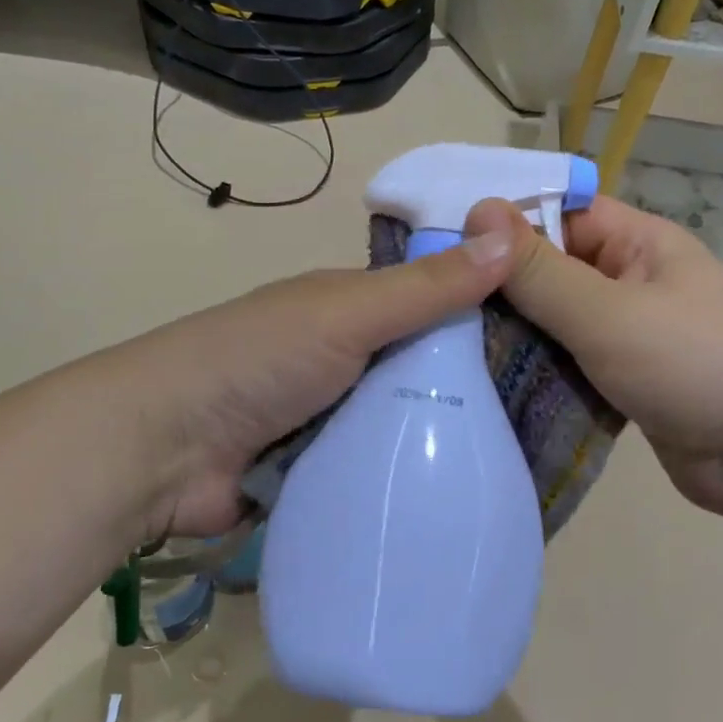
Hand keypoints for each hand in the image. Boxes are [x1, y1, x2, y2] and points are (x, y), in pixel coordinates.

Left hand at [113, 230, 515, 539]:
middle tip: (558, 410)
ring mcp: (336, 415)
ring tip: (529, 459)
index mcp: (353, 307)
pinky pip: (383, 467)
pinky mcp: (326, 470)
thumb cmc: (258, 360)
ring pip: (409, 420)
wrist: (164, 452)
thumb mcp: (349, 313)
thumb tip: (511, 231)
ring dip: (447, 435)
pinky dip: (414, 475)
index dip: (489, 309)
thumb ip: (427, 286)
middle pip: (427, 366)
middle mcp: (349, 356)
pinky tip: (470, 490)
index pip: (437, 300)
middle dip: (477, 384)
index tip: (555, 334)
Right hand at [464, 195, 722, 523]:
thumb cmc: (694, 364)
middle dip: (497, 286)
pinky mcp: (619, 383)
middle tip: (429, 302)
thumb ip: (539, 270)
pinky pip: (565, 366)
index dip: (502, 222)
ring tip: (439, 343)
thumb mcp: (607, 311)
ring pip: (552, 323)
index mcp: (635, 244)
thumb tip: (477, 210)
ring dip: (510, 334)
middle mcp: (627, 282)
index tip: (437, 240)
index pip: (557, 213)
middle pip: (548, 270)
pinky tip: (481, 382)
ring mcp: (623, 335)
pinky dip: (533, 372)